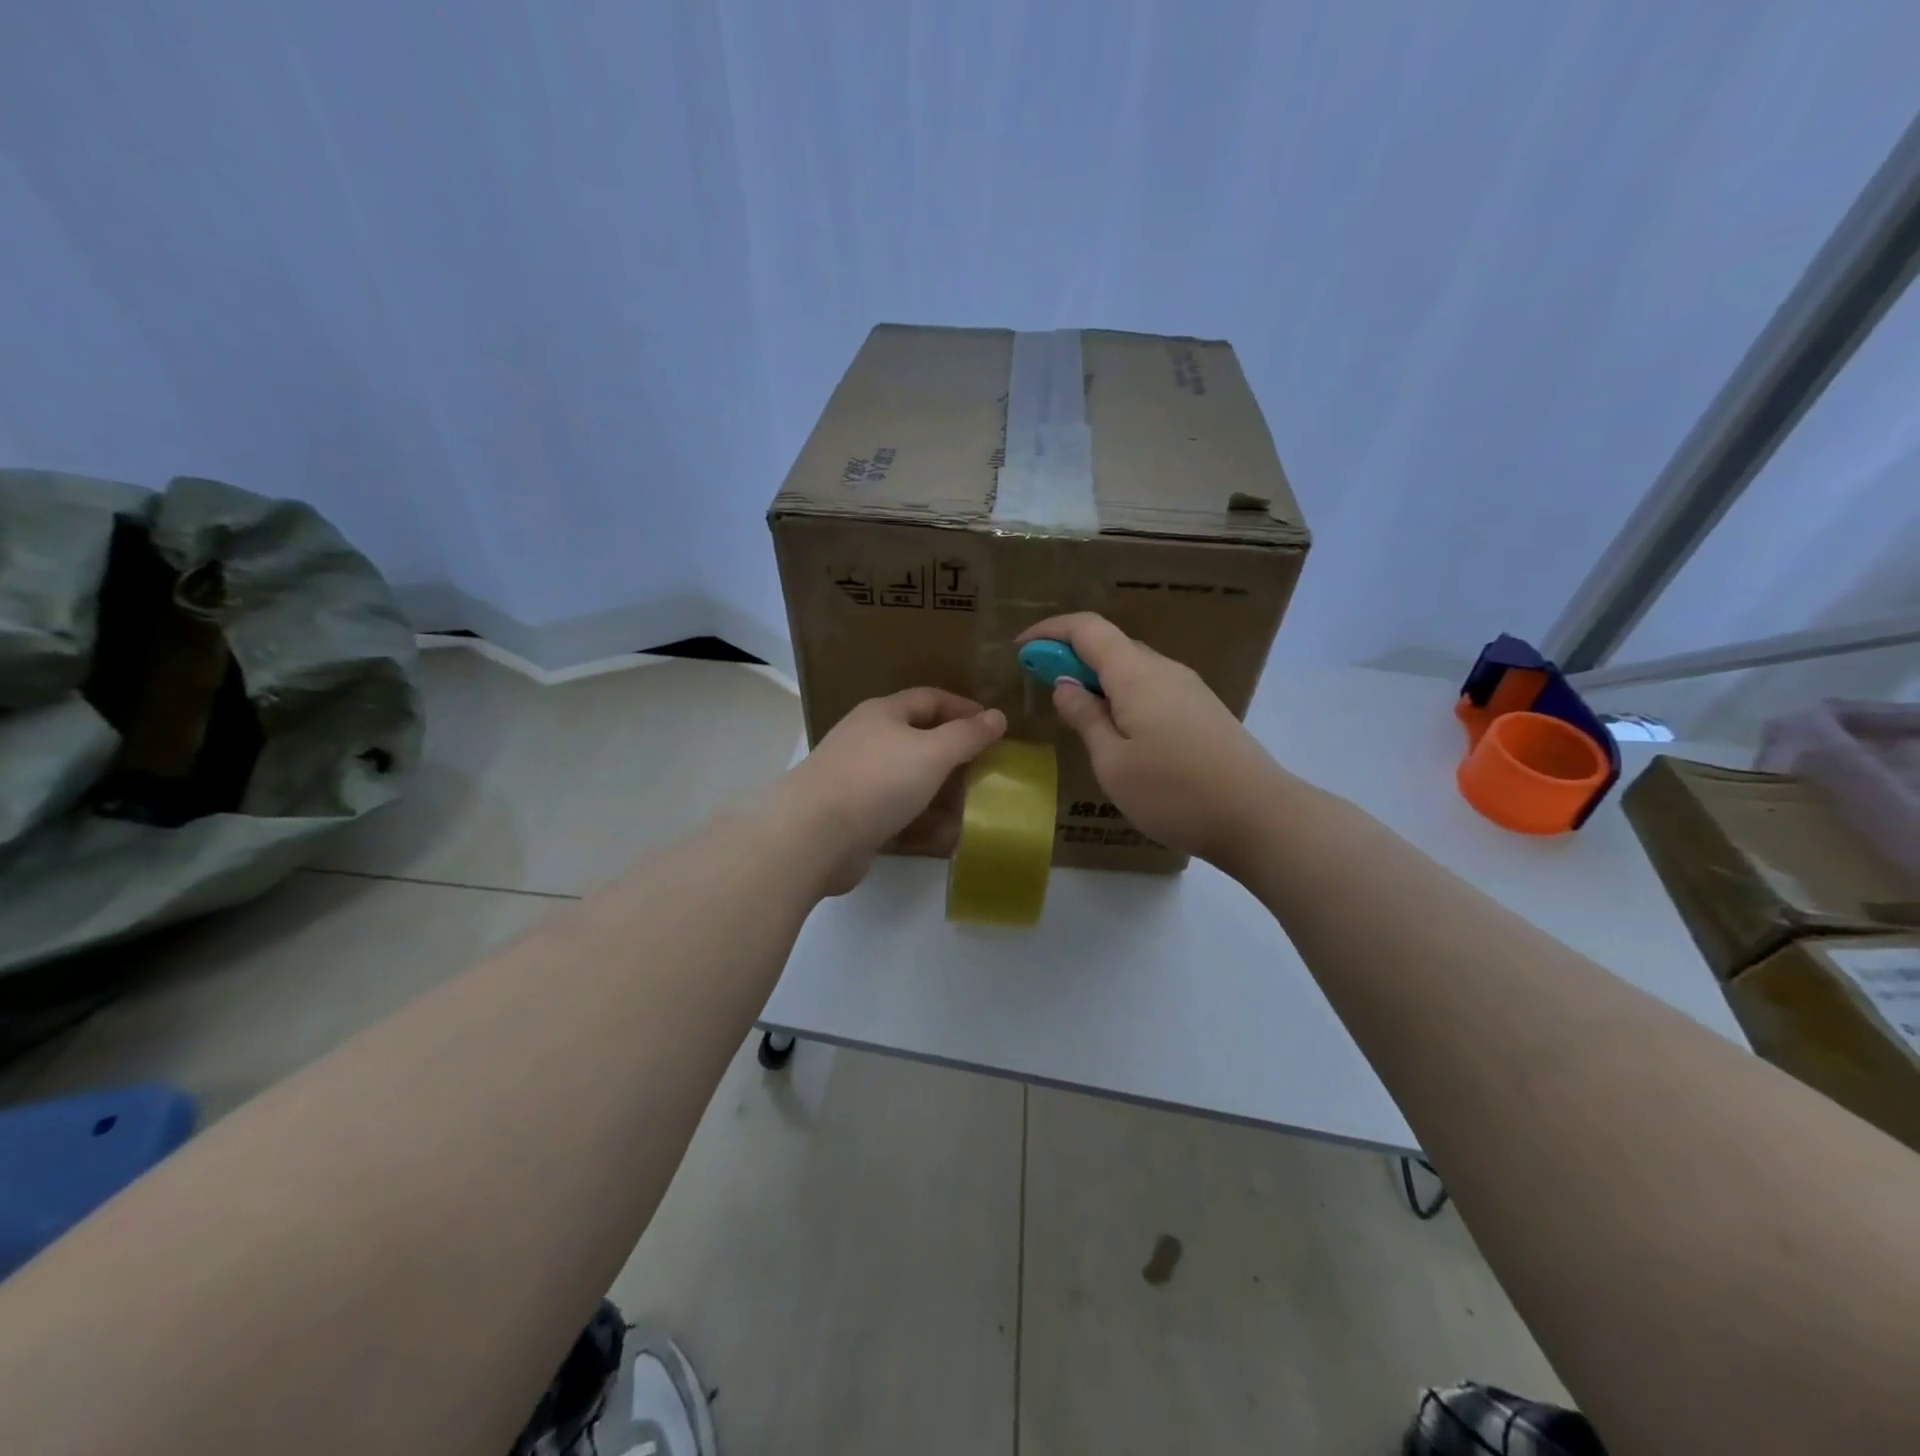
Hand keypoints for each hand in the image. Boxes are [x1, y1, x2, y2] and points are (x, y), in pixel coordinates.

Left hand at [782, 688, 1006, 895]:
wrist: (813, 836)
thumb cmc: (877, 780)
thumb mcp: (932, 752)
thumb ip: (967, 735)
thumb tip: (997, 716)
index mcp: (883, 714)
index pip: (930, 699)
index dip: (965, 709)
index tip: (996, 727)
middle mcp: (868, 740)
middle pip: (919, 739)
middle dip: (955, 753)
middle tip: (990, 769)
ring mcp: (858, 779)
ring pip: (909, 778)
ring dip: (942, 790)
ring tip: (976, 804)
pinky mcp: (855, 816)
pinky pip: (898, 812)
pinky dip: (923, 820)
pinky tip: (947, 834)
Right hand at [1016, 613, 1281, 872]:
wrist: (1259, 817)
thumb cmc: (1174, 792)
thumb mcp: (1113, 761)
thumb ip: (1085, 717)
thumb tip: (1064, 683)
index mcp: (1137, 674)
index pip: (1088, 629)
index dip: (1050, 631)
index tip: (1021, 649)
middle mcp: (1165, 670)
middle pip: (1111, 644)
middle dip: (1070, 654)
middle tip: (1040, 682)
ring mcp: (1189, 689)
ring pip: (1133, 667)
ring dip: (1098, 676)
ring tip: (1074, 709)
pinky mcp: (1202, 711)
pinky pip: (1151, 687)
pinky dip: (1122, 694)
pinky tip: (1116, 728)